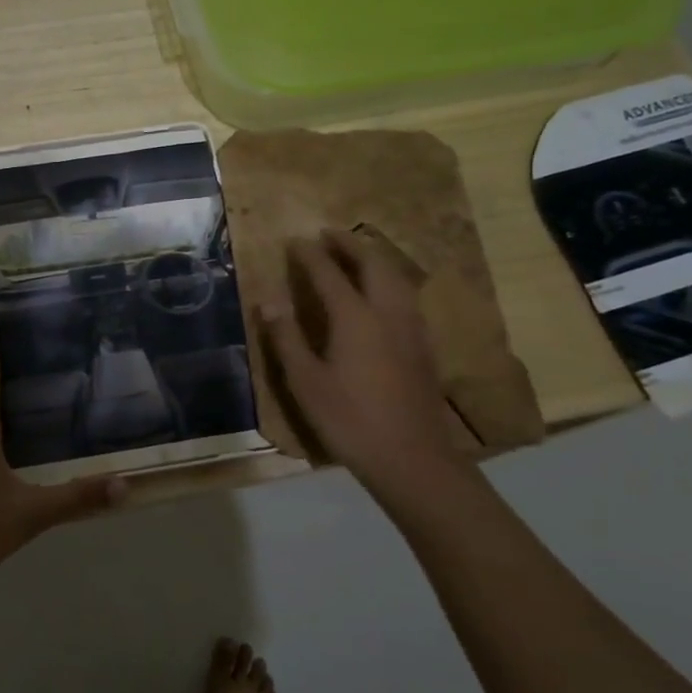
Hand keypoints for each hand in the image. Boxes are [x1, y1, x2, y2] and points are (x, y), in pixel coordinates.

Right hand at [259, 229, 469, 496]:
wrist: (412, 457)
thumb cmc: (349, 420)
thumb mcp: (306, 382)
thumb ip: (286, 338)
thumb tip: (268, 300)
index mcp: (354, 318)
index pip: (329, 274)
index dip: (310, 255)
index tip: (295, 240)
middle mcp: (387, 313)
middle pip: (372, 265)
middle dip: (350, 245)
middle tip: (329, 235)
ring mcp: (411, 328)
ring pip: (396, 278)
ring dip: (374, 259)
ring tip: (357, 254)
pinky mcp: (423, 346)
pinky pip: (406, 297)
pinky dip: (390, 281)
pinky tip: (383, 294)